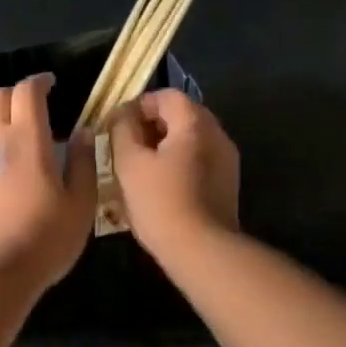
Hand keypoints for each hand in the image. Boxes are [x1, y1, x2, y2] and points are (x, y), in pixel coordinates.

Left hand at [0, 75, 97, 291]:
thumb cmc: (44, 239)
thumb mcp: (80, 204)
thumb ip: (83, 162)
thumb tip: (82, 131)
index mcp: (27, 138)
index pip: (26, 92)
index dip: (39, 82)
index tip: (51, 84)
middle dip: (17, 94)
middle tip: (35, 106)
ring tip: (11, 128)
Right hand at [109, 89, 239, 257]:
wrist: (201, 250)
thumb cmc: (160, 202)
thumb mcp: (129, 163)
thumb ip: (122, 130)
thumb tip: (122, 116)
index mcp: (195, 123)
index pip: (167, 96)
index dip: (139, 104)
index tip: (118, 125)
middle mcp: (217, 134)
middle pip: (182, 115)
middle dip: (152, 125)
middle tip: (126, 145)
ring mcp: (227, 160)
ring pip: (191, 139)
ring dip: (165, 145)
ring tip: (139, 167)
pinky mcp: (227, 184)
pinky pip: (199, 160)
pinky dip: (179, 162)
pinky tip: (160, 185)